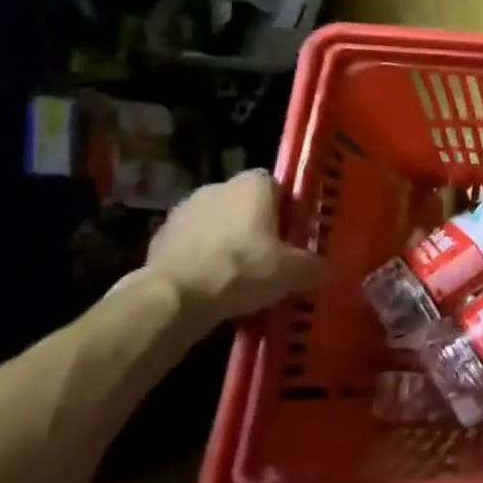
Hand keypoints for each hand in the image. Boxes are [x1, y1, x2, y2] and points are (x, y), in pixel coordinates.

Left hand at [142, 170, 324, 323]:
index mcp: (253, 184)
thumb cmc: (242, 269)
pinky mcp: (158, 239)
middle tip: (269, 258)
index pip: (277, 186)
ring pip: (217, 226)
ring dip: (226, 244)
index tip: (292, 237)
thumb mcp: (293, 272)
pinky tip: (211, 288)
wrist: (173, 298)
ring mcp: (183, 212)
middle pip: (245, 205)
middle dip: (256, 227)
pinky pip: (191, 246)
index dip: (287, 210)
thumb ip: (314, 266)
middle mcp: (217, 187)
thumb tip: (325, 269)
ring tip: (239, 279)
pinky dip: (201, 261)